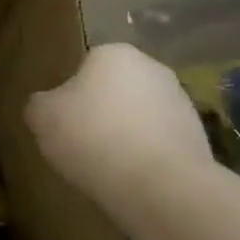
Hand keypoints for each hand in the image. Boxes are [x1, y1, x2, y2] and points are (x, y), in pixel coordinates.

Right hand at [25, 44, 212, 200]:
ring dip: (127, 134)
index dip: (72, 94)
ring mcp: (182, 103)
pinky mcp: (200, 138)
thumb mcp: (41, 116)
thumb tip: (47, 106)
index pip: (85, 66)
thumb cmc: (92, 137)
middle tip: (83, 143)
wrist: (160, 187)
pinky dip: (148, 157)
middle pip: (116, 89)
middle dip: (103, 111)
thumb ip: (40, 104)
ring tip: (109, 168)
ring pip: (141, 116)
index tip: (65, 121)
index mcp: (114, 53)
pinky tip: (135, 180)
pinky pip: (161, 143)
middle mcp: (153, 68)